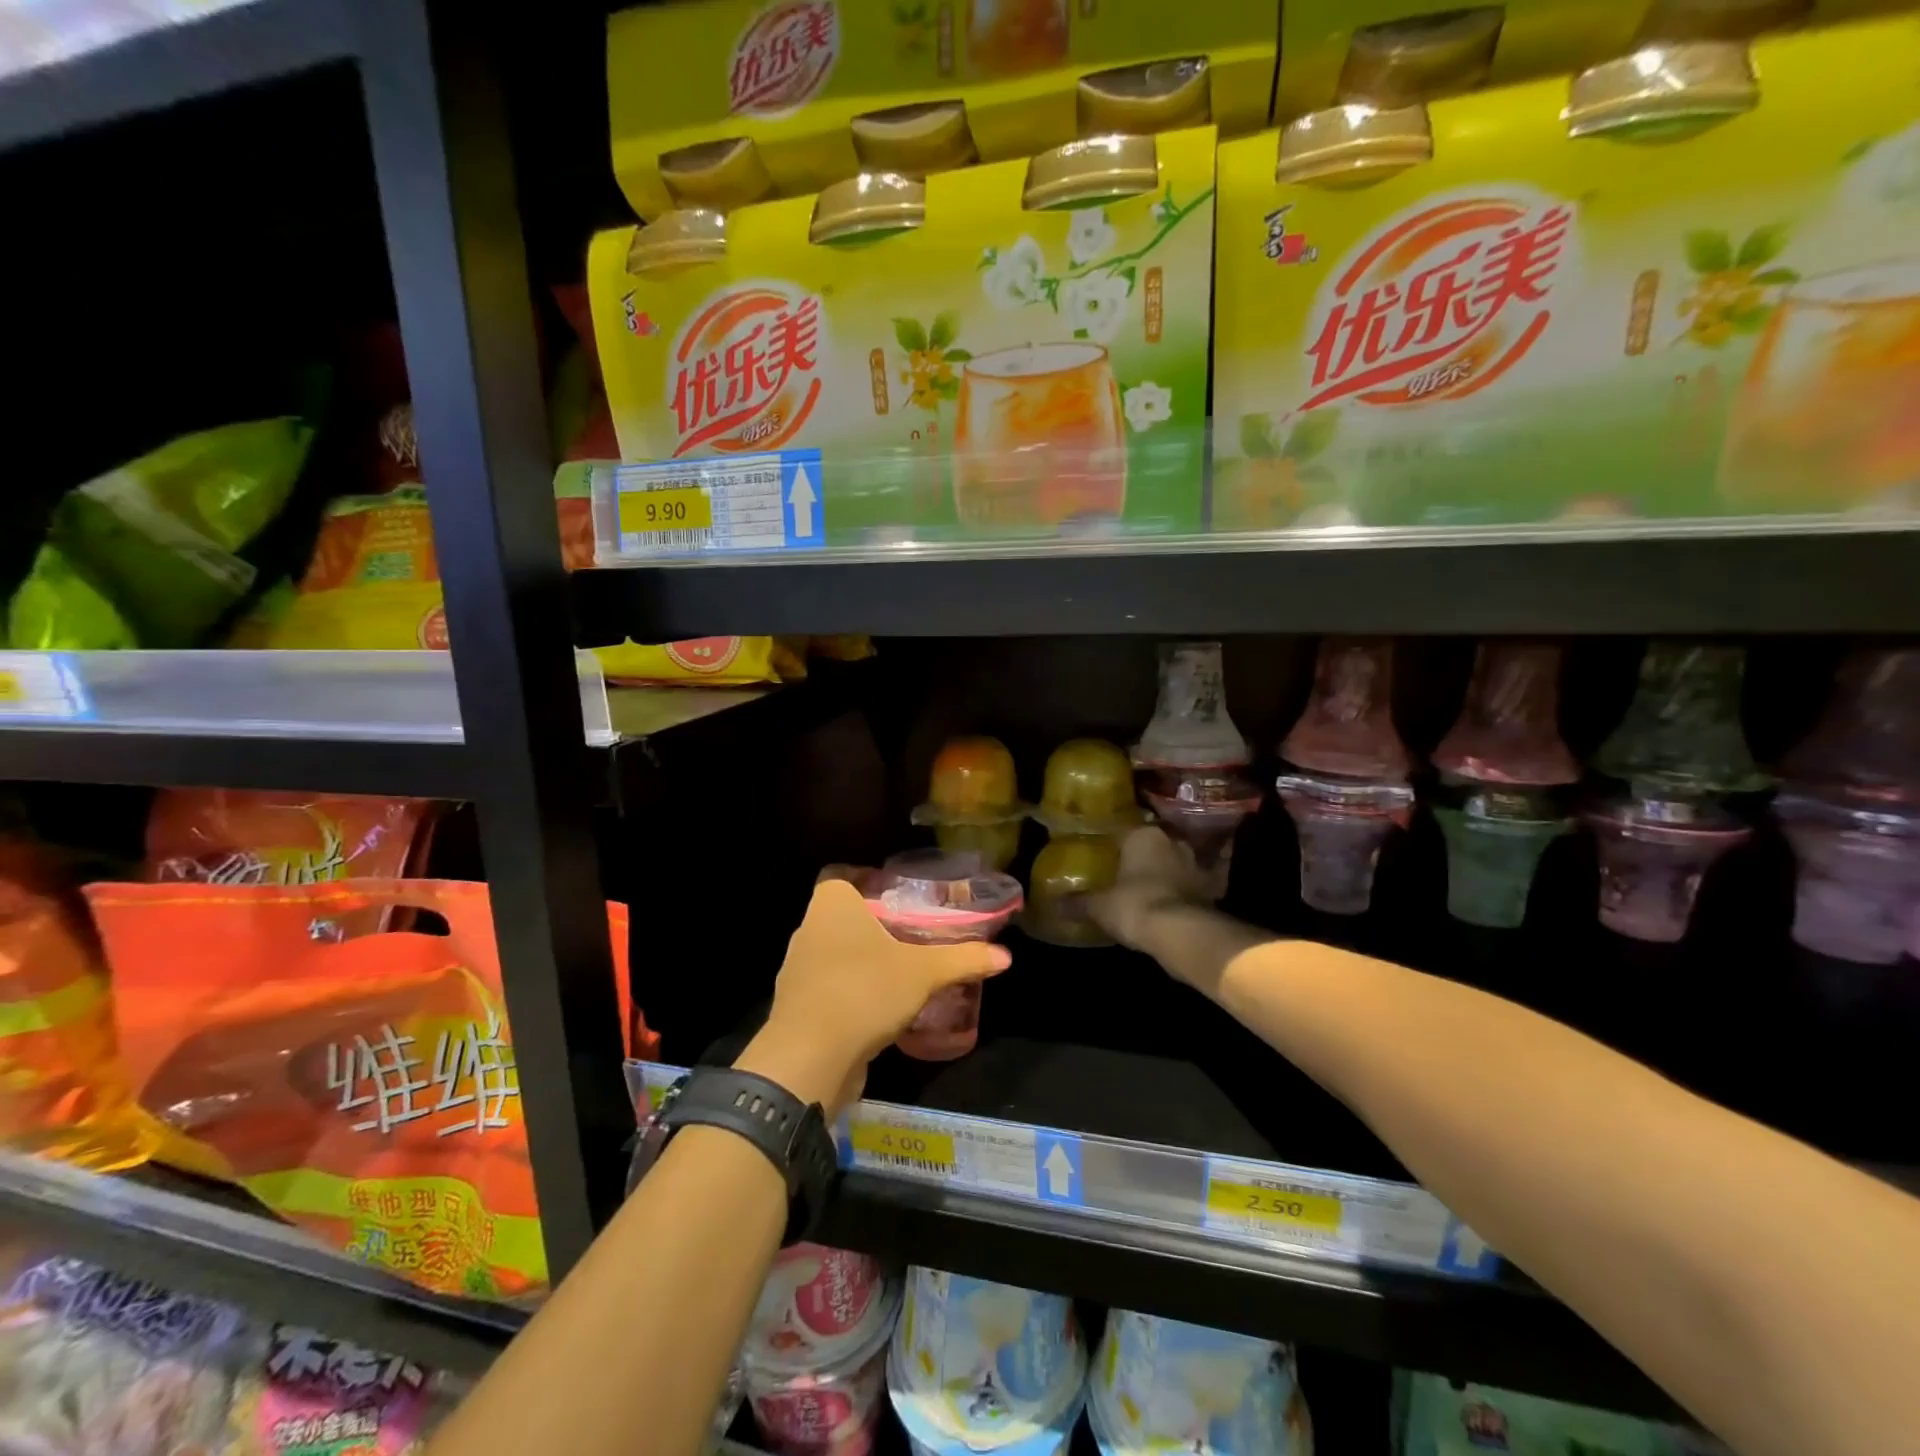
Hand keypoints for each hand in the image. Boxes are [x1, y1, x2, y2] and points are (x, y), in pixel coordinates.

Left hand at [736, 876, 1011, 1117]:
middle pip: (842, 914)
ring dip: (862, 959)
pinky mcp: (797, 1006)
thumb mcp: (923, 973)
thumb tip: (1006, 956)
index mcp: (831, 904)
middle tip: (912, 931)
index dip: (866, 879)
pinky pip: (829, 986)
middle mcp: (808, 928)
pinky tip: (881, 1006)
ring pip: (835, 951)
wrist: (809, 1058)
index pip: (841, 874)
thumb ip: (963, 959)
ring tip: (901, 969)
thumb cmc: (864, 991)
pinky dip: (852, 990)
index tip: (898, 893)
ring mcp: (798, 969)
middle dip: (874, 922)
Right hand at [1087, 827, 1210, 950]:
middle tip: (1127, 869)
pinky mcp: (1213, 887)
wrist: (1182, 933)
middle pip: (1153, 843)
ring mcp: (1196, 863)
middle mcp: (1172, 841)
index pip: (1123, 831)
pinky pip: (1202, 882)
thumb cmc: (1134, 906)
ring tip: (1153, 884)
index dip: (1112, 843)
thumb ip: (1077, 903)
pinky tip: (1185, 895)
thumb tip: (1053, 904)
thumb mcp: (1099, 906)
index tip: (1104, 854)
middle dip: (1143, 855)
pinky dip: (1195, 887)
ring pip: (1178, 860)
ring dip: (1169, 869)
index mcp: (1143, 836)